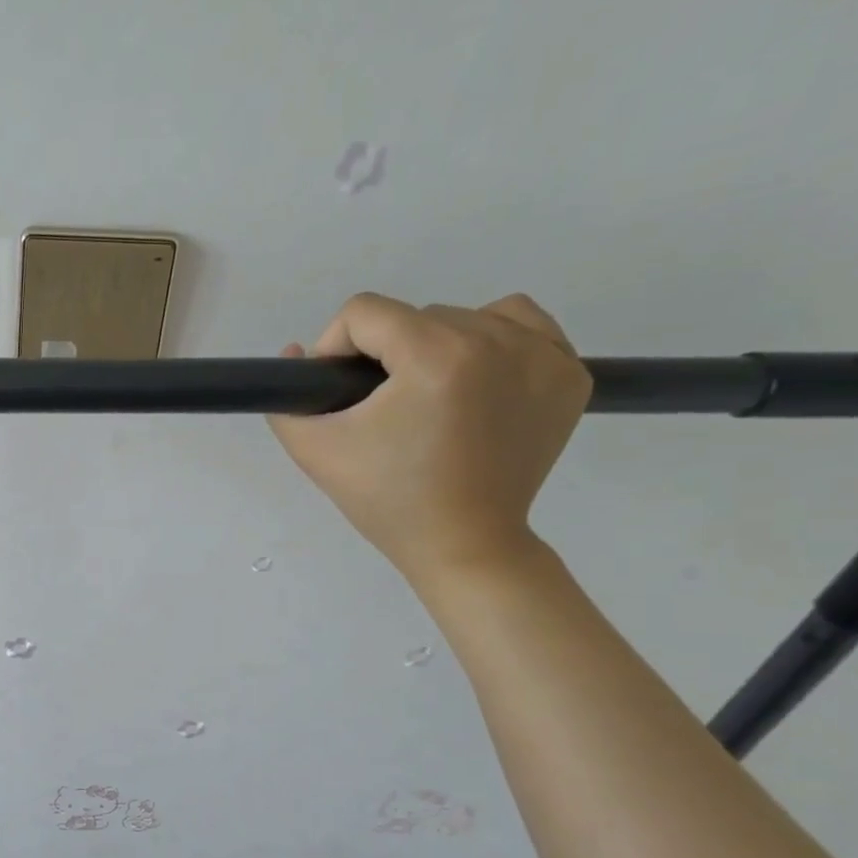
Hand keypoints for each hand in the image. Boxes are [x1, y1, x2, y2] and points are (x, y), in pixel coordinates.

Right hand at [268, 293, 590, 588]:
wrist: (465, 545)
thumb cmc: (387, 501)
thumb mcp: (315, 452)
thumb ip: (287, 401)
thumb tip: (298, 350)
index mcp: (435, 358)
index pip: (364, 312)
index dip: (336, 348)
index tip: (340, 391)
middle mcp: (496, 341)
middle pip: (414, 315)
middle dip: (386, 355)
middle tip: (383, 409)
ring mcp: (543, 354)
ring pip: (465, 316)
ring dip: (436, 346)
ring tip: (429, 396)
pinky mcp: (569, 374)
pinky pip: (522, 323)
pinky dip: (492, 340)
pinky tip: (476, 380)